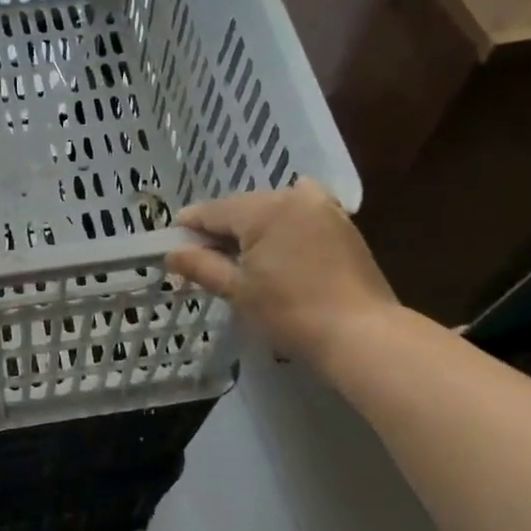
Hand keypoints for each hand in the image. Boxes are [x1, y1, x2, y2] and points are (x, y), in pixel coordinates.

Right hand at [166, 179, 399, 365]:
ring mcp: (323, 207)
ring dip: (253, 227)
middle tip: (204, 257)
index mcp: (264, 209)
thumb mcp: (238, 290)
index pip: (213, 210)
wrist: (359, 333)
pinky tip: (278, 244)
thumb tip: (171, 253)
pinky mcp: (342, 223)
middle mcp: (293, 196)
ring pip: (272, 209)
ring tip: (241, 257)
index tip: (172, 242)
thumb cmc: (290, 312)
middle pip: (243, 207)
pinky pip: (301, 214)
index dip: (189, 226)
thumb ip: (202, 266)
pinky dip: (283, 225)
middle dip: (222, 228)